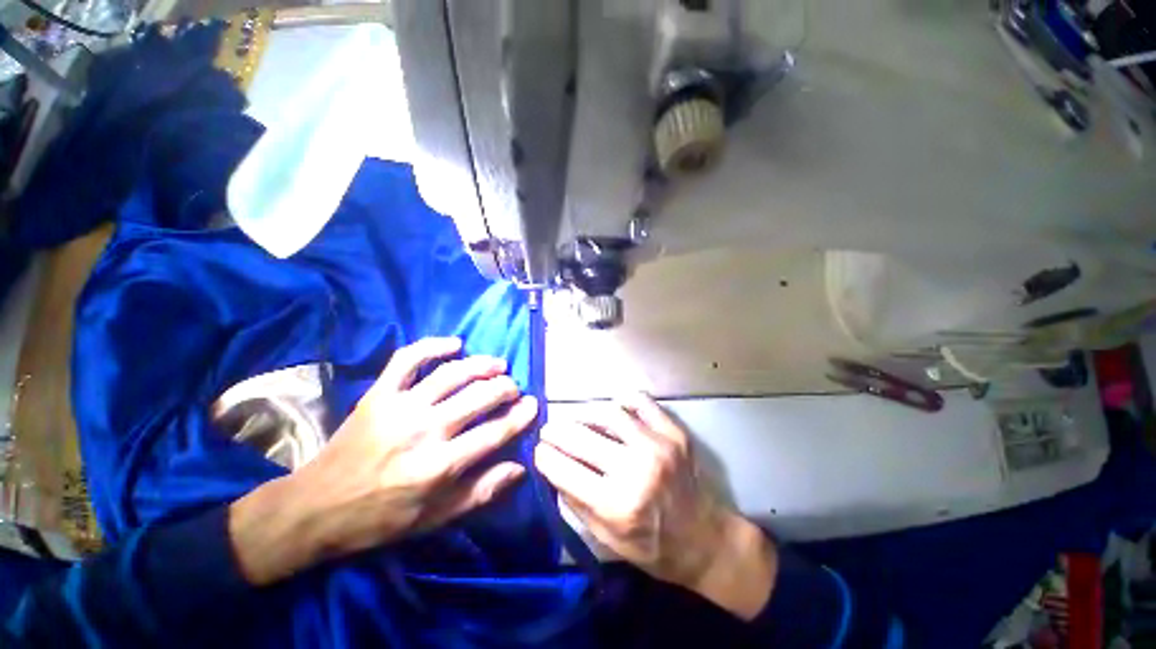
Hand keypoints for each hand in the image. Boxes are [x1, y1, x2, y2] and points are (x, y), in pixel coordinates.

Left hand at [230, 337, 536, 584]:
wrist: (315, 508)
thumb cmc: (380, 518)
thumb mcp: (435, 518)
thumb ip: (481, 492)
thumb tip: (520, 468)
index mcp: (439, 466)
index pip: (494, 433)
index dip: (519, 417)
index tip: (534, 405)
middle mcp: (423, 431)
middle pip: (478, 397)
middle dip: (505, 388)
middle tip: (514, 388)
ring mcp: (399, 407)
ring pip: (452, 374)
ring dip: (481, 365)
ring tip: (498, 365)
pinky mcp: (378, 394)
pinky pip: (407, 359)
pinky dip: (432, 346)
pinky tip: (455, 344)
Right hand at [535, 392, 777, 619]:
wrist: (705, 539)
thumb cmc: (653, 547)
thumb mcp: (607, 539)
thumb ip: (575, 502)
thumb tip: (551, 467)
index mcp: (617, 505)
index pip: (565, 469)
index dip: (544, 457)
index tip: (538, 450)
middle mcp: (637, 470)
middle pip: (582, 437)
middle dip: (556, 431)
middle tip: (549, 430)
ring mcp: (658, 446)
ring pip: (609, 413)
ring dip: (584, 412)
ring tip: (575, 418)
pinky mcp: (674, 432)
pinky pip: (641, 402)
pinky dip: (622, 401)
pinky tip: (613, 410)